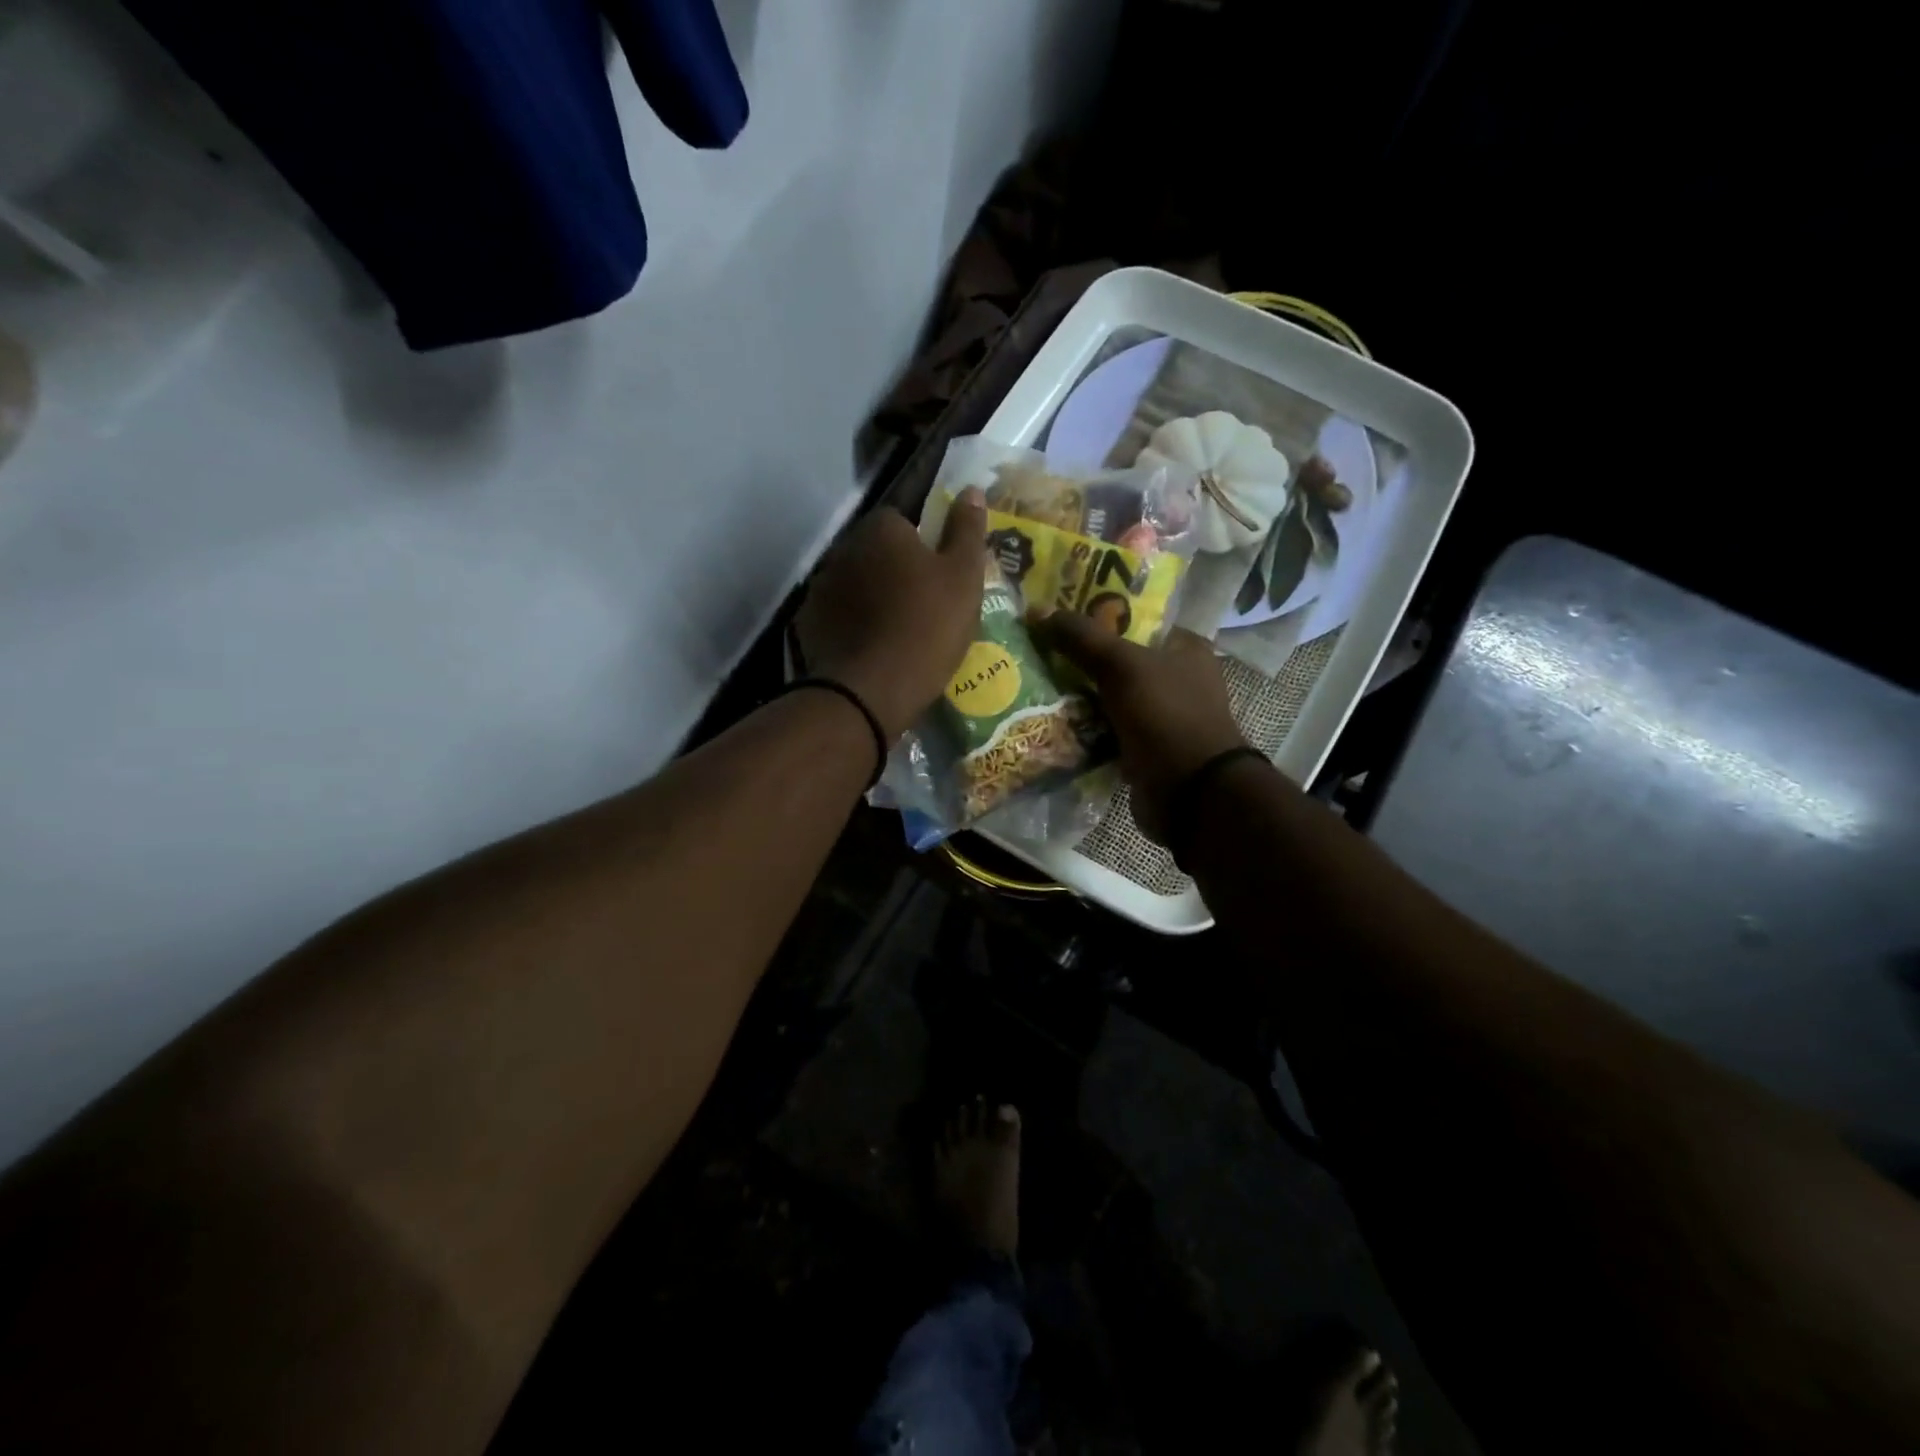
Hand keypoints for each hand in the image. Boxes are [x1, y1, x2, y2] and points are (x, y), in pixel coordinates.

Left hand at [796, 491, 988, 739]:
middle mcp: (843, 548)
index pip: (902, 521)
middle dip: (895, 572)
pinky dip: (851, 627)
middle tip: (922, 607)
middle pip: (875, 552)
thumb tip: (972, 490)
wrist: (871, 690)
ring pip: (854, 585)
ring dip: (870, 599)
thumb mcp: (964, 577)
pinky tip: (870, 651)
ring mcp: (820, 587)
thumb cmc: (927, 626)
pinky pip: (837, 617)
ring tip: (896, 633)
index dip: (923, 547)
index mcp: (881, 529)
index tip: (939, 577)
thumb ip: (967, 530)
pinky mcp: (807, 624)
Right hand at [1028, 612, 1246, 842]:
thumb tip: (1035, 610)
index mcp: (1185, 648)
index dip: (1096, 616)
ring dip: (1077, 696)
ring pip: (1108, 697)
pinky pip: (1105, 731)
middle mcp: (1177, 679)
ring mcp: (1160, 717)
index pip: (1134, 621)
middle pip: (1117, 660)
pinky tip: (1049, 722)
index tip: (1055, 618)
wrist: (1190, 793)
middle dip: (1079, 659)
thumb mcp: (1122, 665)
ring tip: (1033, 684)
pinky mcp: (1144, 749)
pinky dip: (1082, 729)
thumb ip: (1081, 637)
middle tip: (1036, 650)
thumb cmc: (1165, 715)